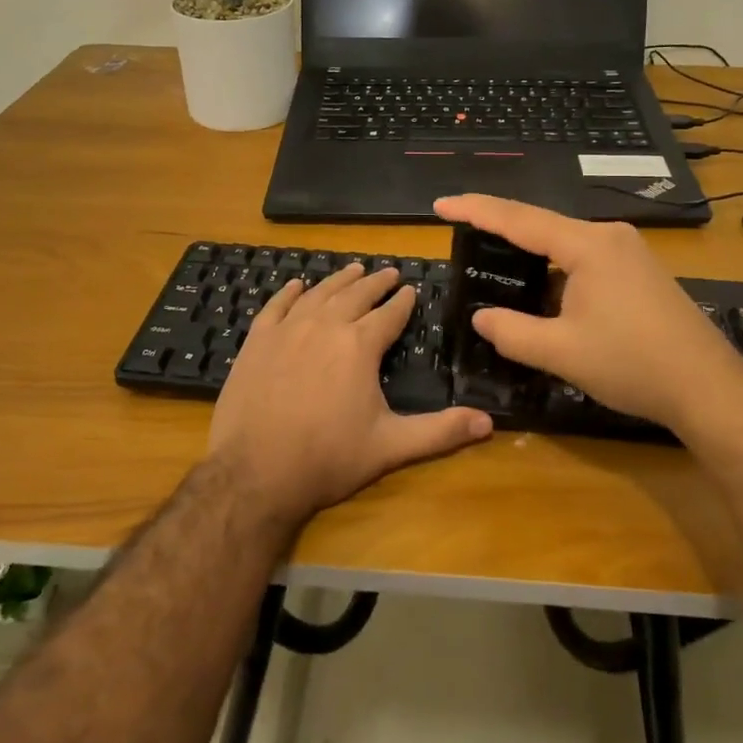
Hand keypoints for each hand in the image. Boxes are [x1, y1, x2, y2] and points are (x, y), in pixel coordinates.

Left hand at [207, 263, 492, 528]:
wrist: (254, 473)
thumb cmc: (327, 459)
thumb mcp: (391, 447)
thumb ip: (440, 432)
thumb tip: (489, 423)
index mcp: (359, 345)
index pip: (389, 314)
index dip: (403, 301)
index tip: (411, 289)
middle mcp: (325, 326)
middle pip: (355, 295)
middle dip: (376, 282)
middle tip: (389, 271)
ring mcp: (287, 330)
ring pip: (319, 294)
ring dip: (339, 279)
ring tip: (354, 269)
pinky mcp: (257, 342)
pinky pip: (276, 306)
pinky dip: (289, 292)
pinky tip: (297, 285)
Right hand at [433, 194, 742, 436]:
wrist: (708, 388)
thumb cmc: (633, 364)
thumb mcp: (561, 352)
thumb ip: (512, 332)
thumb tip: (482, 318)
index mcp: (588, 244)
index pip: (519, 218)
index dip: (476, 210)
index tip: (441, 204)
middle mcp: (610, 236)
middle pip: (543, 225)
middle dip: (501, 230)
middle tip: (462, 232)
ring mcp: (630, 253)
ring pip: (566, 245)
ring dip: (531, 255)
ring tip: (496, 262)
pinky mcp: (640, 272)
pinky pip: (586, 260)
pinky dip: (557, 270)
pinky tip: (544, 291)